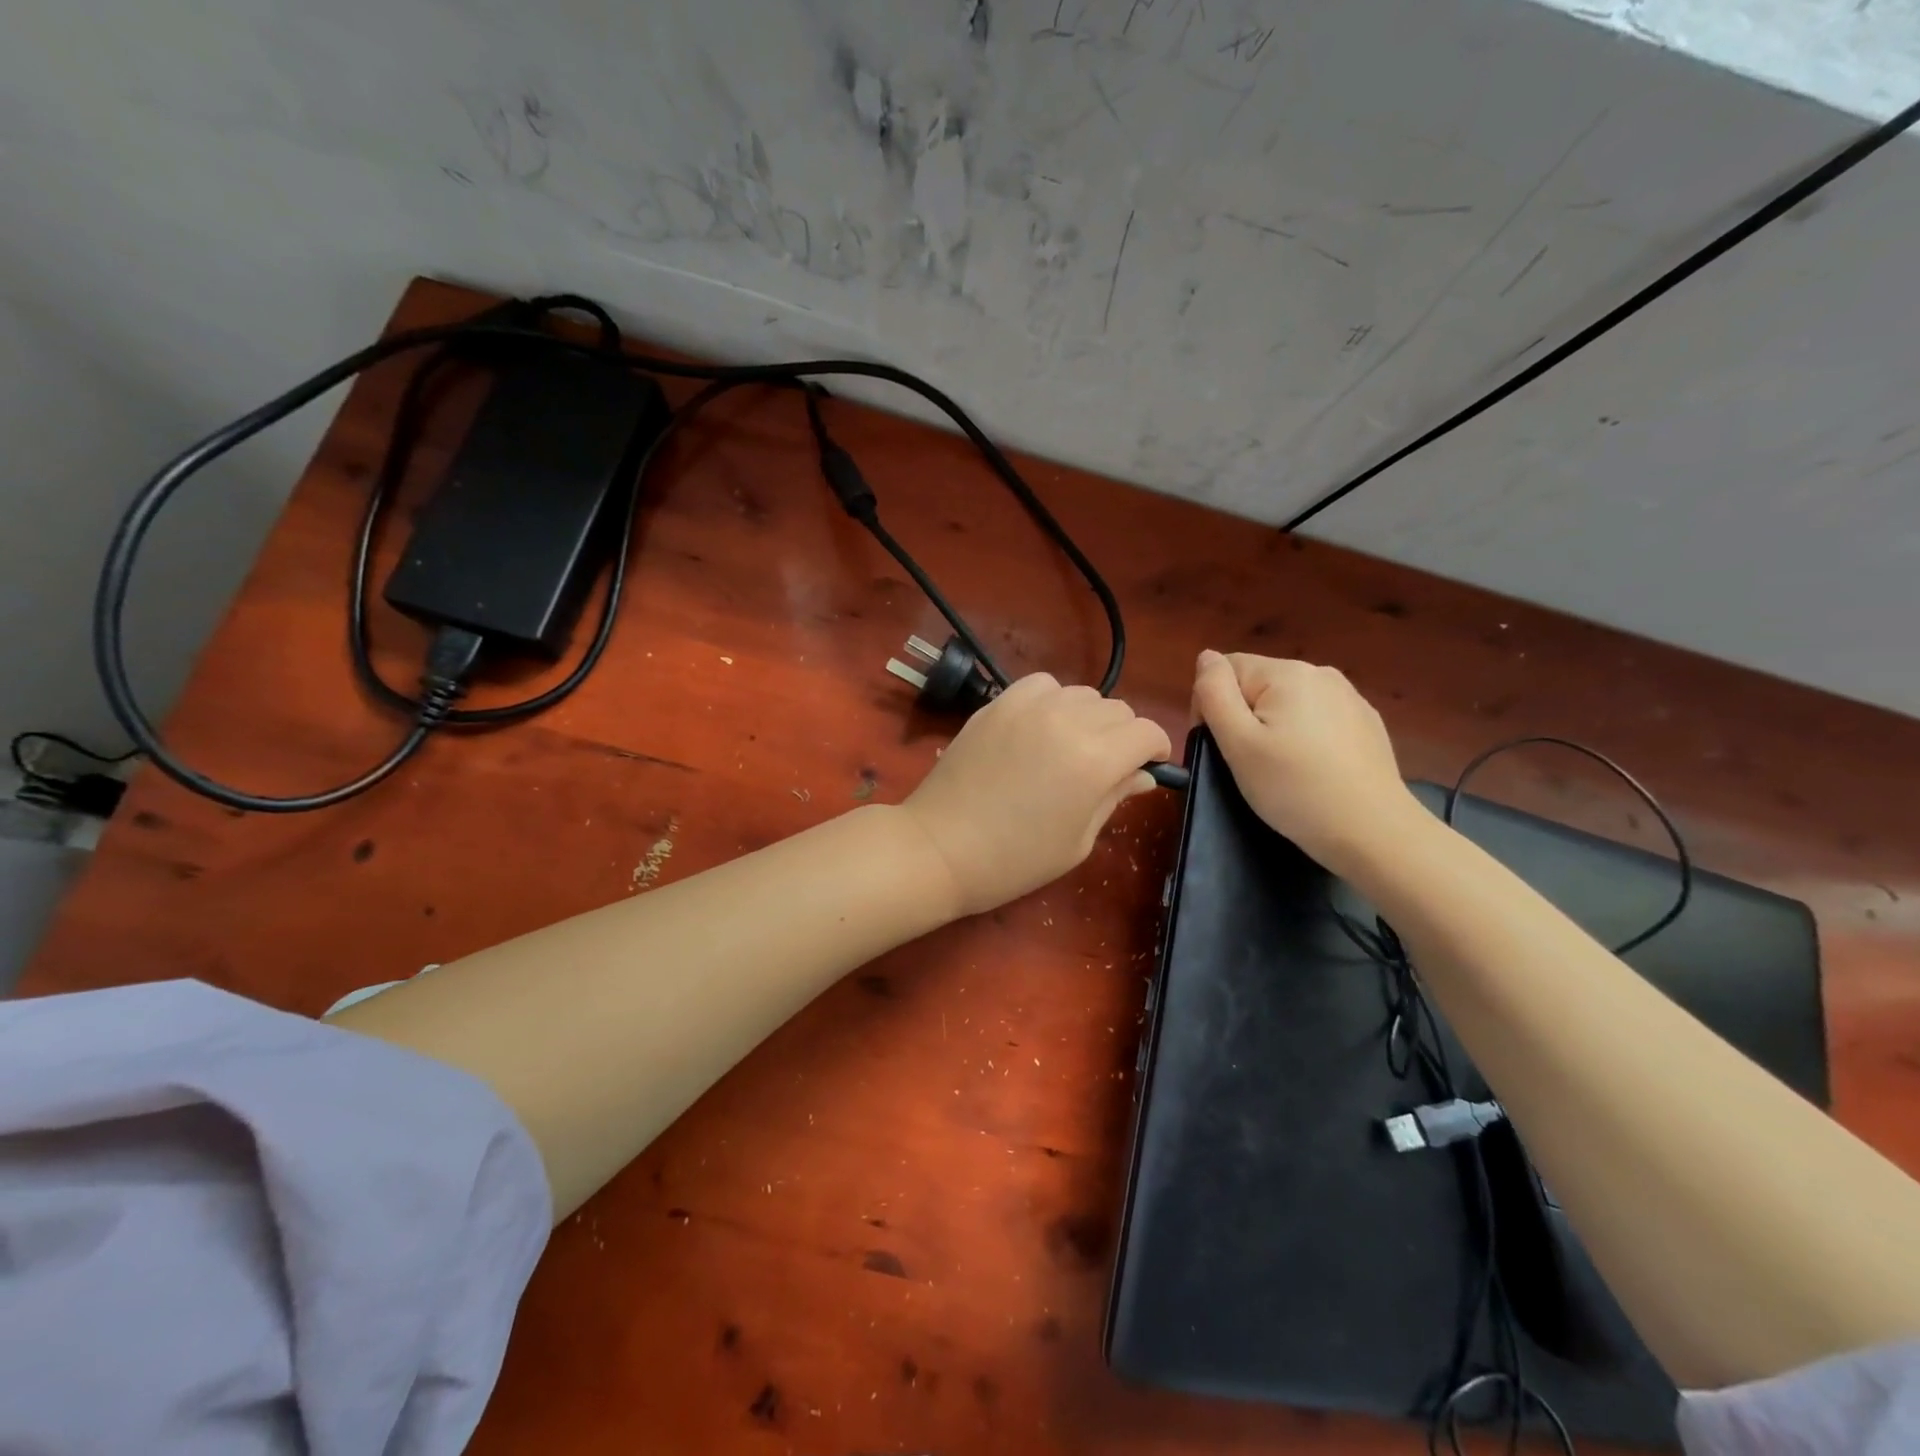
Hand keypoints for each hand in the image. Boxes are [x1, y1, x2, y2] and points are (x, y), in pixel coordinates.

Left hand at [901, 674, 1172, 915]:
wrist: (940, 848)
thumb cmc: (1014, 860)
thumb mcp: (1078, 841)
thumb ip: (1114, 798)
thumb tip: (1142, 774)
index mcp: (1095, 760)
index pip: (1147, 732)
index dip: (1155, 749)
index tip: (1146, 766)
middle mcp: (1067, 721)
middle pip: (1118, 709)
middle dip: (1124, 736)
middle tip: (1106, 767)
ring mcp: (1028, 707)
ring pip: (1083, 693)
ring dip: (1089, 716)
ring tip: (1071, 746)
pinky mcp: (998, 703)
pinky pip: (1042, 685)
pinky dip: (1052, 699)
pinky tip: (1040, 726)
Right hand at [1190, 650, 1417, 869]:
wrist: (1373, 832)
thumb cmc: (1294, 788)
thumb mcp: (1238, 742)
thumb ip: (1214, 692)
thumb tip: (1206, 657)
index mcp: (1286, 672)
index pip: (1226, 669)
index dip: (1212, 705)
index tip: (1222, 746)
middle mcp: (1320, 673)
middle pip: (1257, 684)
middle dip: (1244, 717)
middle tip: (1249, 764)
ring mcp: (1349, 697)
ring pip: (1287, 702)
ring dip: (1273, 727)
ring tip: (1281, 769)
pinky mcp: (1366, 723)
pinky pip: (1317, 719)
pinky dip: (1304, 738)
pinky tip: (1312, 770)